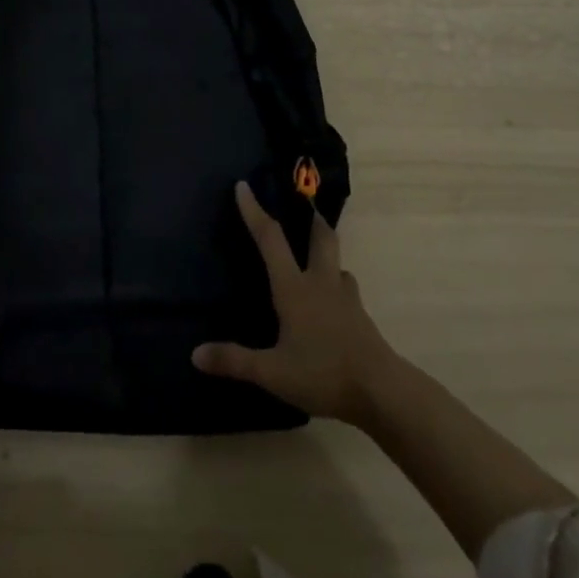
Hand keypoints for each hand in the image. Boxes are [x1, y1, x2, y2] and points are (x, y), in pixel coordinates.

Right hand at [192, 181, 396, 424]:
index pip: (270, 239)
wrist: (382, 391)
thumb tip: (196, 354)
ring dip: (327, 256)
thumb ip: (235, 361)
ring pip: (338, 265)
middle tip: (306, 207)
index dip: (254, 211)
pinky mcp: (362, 318)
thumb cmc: (323, 373)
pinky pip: (348, 292)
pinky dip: (338, 288)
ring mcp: (346, 299)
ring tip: (317, 260)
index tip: (243, 186)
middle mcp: (321, 283)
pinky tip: (333, 304)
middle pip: (321, 238)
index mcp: (295, 287)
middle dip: (312, 219)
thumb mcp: (272, 372)